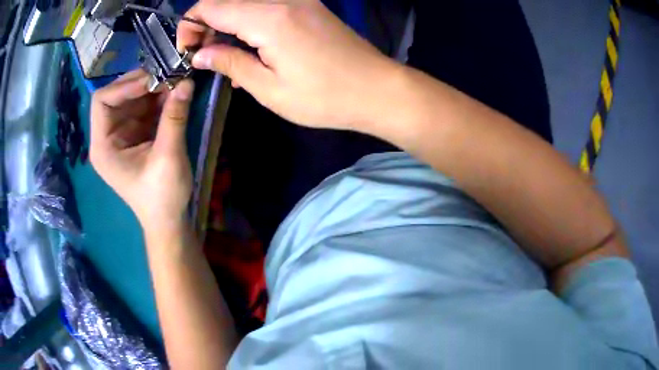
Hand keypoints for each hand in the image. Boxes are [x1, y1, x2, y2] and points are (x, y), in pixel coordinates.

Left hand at [90, 69, 195, 230]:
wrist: (168, 220)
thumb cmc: (162, 197)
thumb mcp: (168, 158)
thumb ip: (174, 118)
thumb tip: (187, 82)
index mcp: (103, 146)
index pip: (102, 101)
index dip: (124, 86)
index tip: (153, 79)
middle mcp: (108, 136)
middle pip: (117, 96)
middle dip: (141, 84)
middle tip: (169, 75)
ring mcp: (122, 134)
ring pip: (132, 98)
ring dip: (153, 89)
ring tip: (176, 83)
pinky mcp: (136, 134)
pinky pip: (144, 107)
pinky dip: (158, 99)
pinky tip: (174, 95)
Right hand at [177, 0, 397, 130]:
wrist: (378, 89)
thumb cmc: (325, 97)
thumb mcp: (269, 89)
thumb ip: (231, 63)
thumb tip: (201, 53)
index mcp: (267, 17)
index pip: (210, 6)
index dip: (190, 25)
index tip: (187, 51)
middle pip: (227, 1)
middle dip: (206, 25)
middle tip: (204, 56)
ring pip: (246, 4)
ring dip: (228, 25)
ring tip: (225, 58)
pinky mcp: (309, 6)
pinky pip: (267, 8)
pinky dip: (250, 24)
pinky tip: (251, 49)